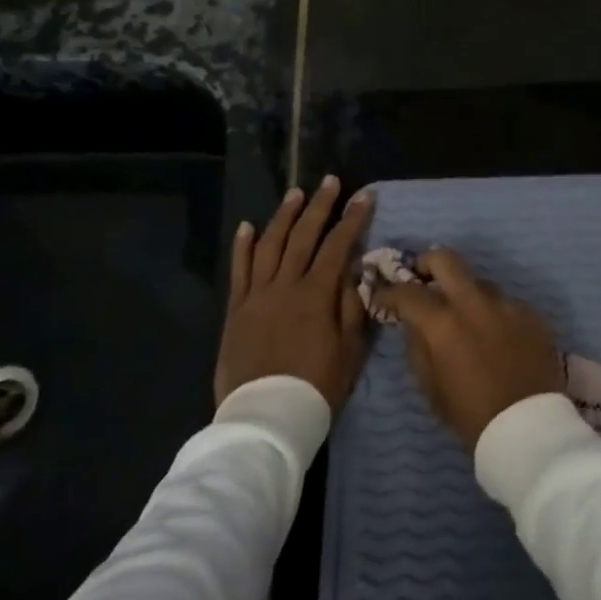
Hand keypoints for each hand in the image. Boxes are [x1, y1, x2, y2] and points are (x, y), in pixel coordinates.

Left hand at [214, 176, 373, 411]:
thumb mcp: (350, 350)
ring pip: (269, 245)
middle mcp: (285, 286)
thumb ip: (352, 307)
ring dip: (283, 216)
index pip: (338, 246)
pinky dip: (243, 245)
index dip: (353, 219)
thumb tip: (354, 272)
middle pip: (303, 236)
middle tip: (330, 181)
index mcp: (316, 295)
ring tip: (295, 193)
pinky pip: (239, 270)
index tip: (364, 196)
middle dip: (319, 206)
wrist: (266, 418)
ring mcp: (256, 295)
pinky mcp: (236, 310)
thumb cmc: (316, 386)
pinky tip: (248, 226)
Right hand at [373, 248, 564, 448]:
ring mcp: (508, 304)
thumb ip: (418, 346)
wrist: (528, 428)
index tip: (383, 297)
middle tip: (421, 278)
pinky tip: (496, 337)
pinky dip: (493, 314)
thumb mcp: (431, 387)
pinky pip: (505, 304)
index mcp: (444, 323)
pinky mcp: (532, 314)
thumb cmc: (471, 415)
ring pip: (480, 282)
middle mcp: (475, 303)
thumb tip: (414, 323)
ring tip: (465, 318)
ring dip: (465, 293)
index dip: (389, 292)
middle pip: (446, 259)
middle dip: (427, 264)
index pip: (408, 292)